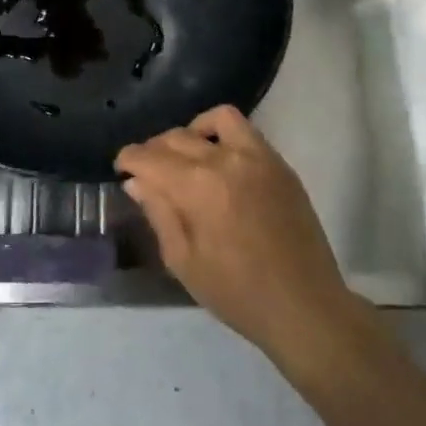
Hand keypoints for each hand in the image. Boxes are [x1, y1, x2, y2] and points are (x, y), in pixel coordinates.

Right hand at [116, 106, 362, 368]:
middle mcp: (225, 159)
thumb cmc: (237, 293)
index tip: (121, 168)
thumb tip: (137, 182)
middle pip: (177, 137)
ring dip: (192, 131)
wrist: (304, 306)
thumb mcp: (184, 261)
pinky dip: (223, 134)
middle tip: (148, 170)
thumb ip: (159, 213)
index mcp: (197, 187)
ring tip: (186, 155)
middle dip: (154, 149)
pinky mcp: (279, 163)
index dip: (129, 159)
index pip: (150, 157)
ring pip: (215, 119)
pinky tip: (219, 160)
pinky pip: (246, 130)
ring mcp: (257, 156)